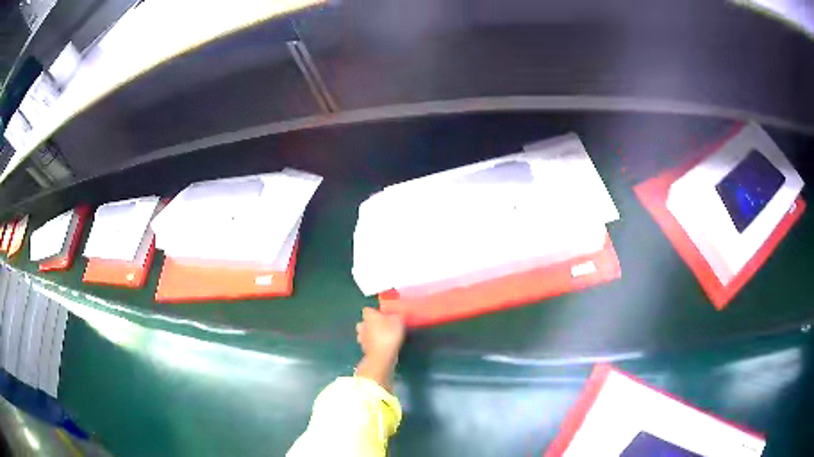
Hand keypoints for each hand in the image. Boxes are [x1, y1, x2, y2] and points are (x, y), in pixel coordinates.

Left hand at [355, 308, 404, 390]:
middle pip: (365, 321)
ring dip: (371, 334)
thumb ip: (397, 315)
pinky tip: (381, 346)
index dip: (375, 312)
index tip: (383, 315)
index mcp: (369, 316)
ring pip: (365, 332)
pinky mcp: (364, 348)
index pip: (368, 310)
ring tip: (382, 336)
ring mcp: (362, 337)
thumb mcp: (398, 321)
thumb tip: (396, 313)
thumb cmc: (389, 335)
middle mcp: (363, 325)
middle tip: (383, 326)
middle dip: (371, 323)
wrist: (381, 356)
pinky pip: (367, 343)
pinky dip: (373, 344)